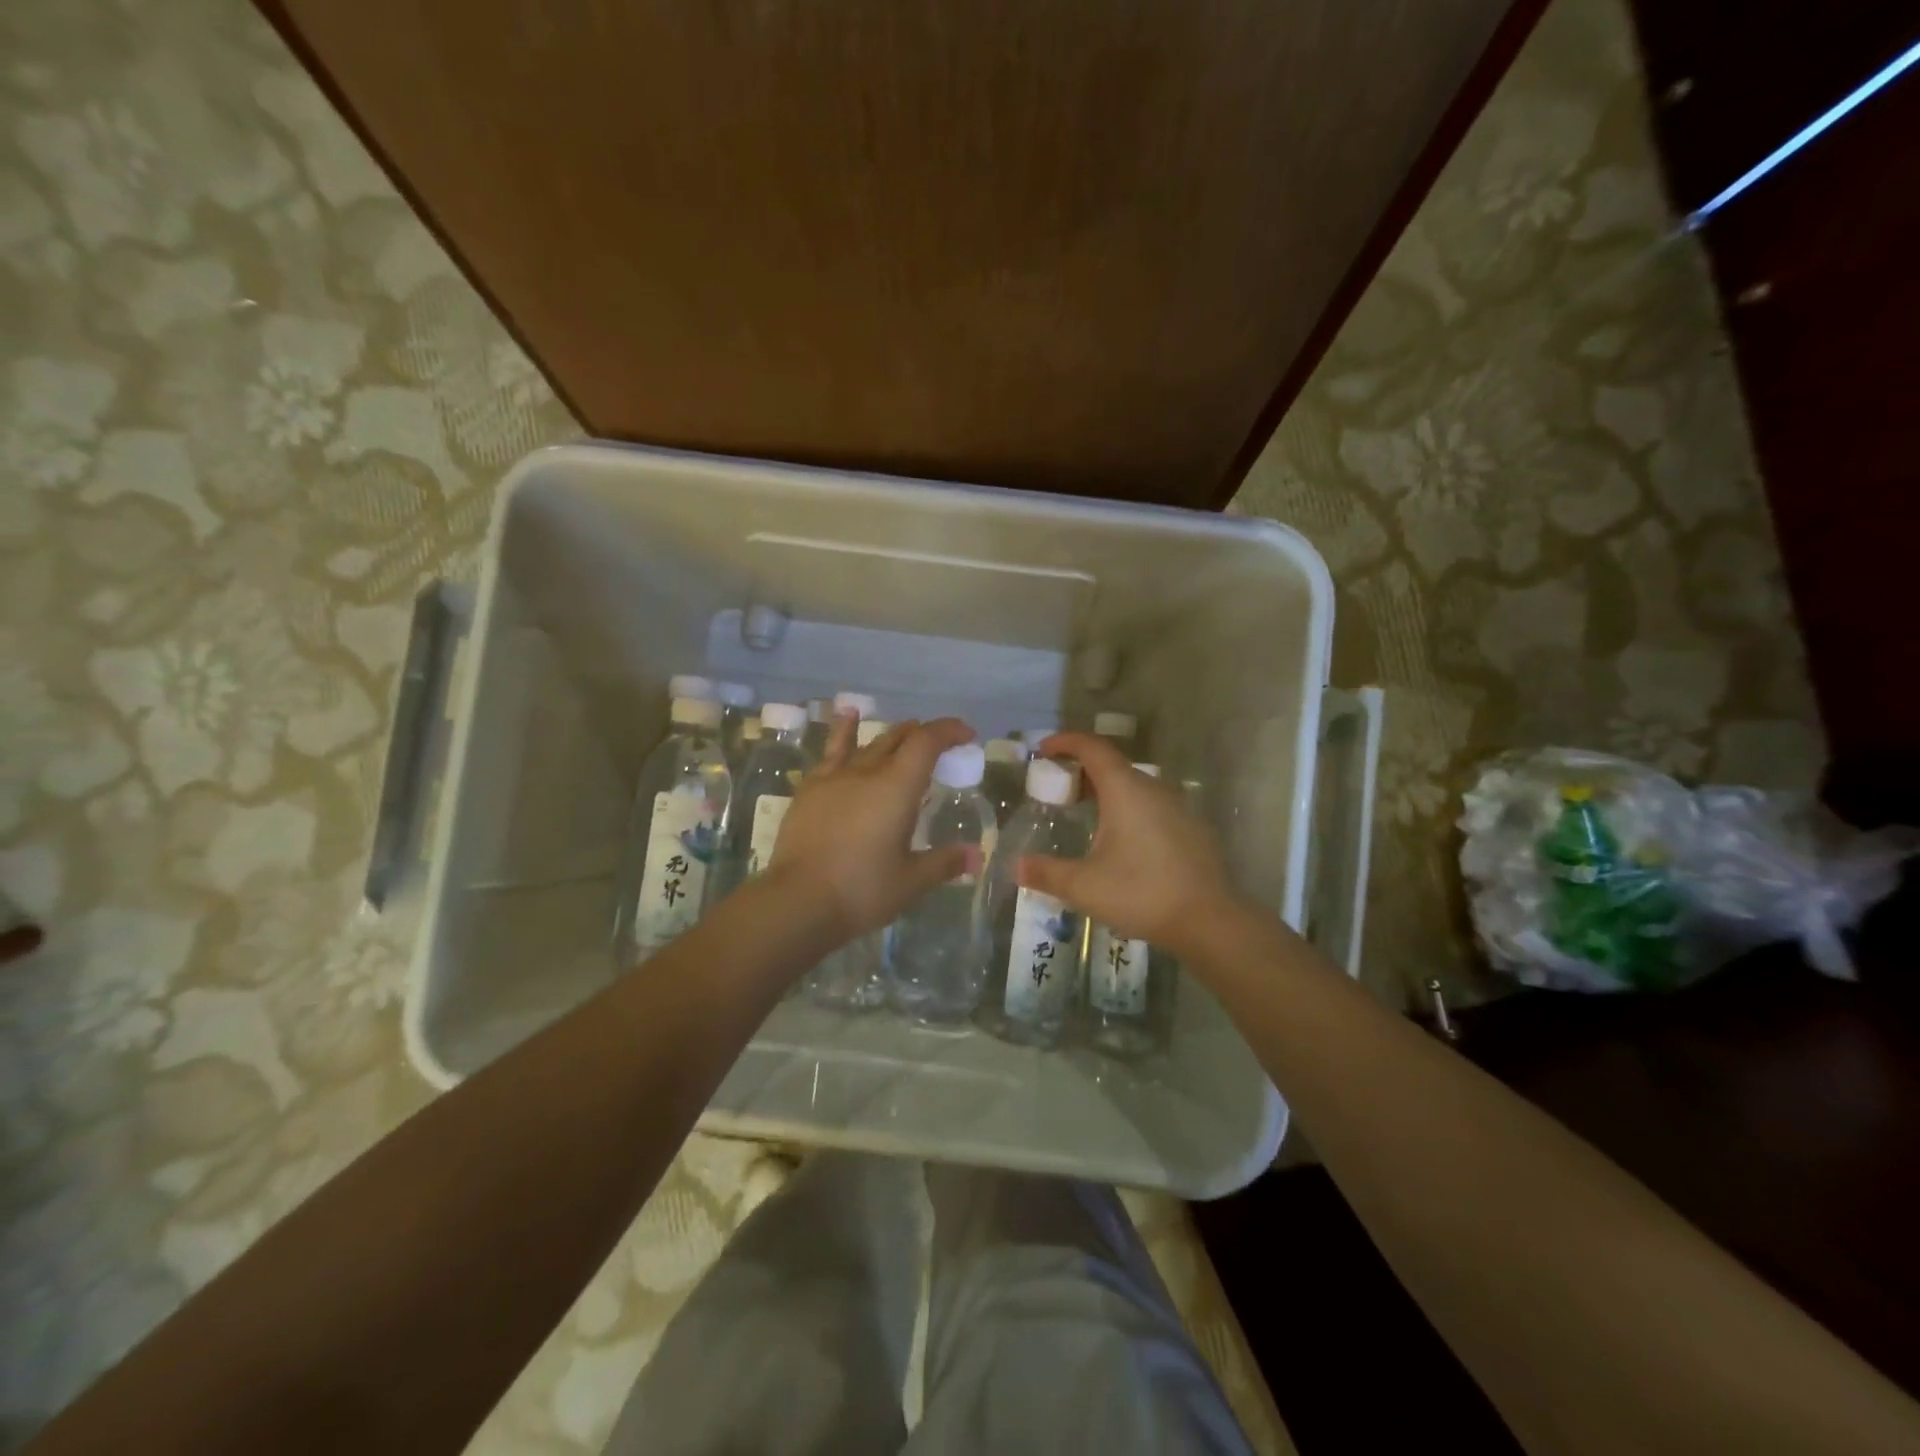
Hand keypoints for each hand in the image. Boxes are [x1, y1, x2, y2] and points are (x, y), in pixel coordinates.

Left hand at [765, 714, 976, 942]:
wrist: (798, 901)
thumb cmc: (862, 890)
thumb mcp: (911, 881)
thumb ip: (945, 863)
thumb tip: (977, 856)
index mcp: (898, 787)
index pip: (927, 742)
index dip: (949, 731)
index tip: (966, 734)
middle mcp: (868, 772)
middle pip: (899, 738)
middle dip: (923, 736)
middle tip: (939, 747)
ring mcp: (835, 777)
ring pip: (868, 743)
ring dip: (891, 735)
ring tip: (904, 731)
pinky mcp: (810, 789)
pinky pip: (832, 751)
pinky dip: (845, 732)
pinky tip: (847, 718)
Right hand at [1017, 732, 1239, 956]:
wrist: (1210, 921)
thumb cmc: (1142, 893)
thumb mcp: (1083, 886)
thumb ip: (1046, 873)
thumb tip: (1015, 866)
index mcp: (1125, 790)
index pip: (1092, 748)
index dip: (1066, 742)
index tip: (1043, 750)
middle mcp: (1153, 788)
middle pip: (1113, 765)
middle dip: (1081, 771)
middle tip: (1057, 791)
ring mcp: (1178, 807)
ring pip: (1134, 786)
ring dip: (1106, 792)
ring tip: (1085, 815)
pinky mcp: (1191, 828)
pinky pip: (1152, 805)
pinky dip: (1128, 808)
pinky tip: (1121, 841)